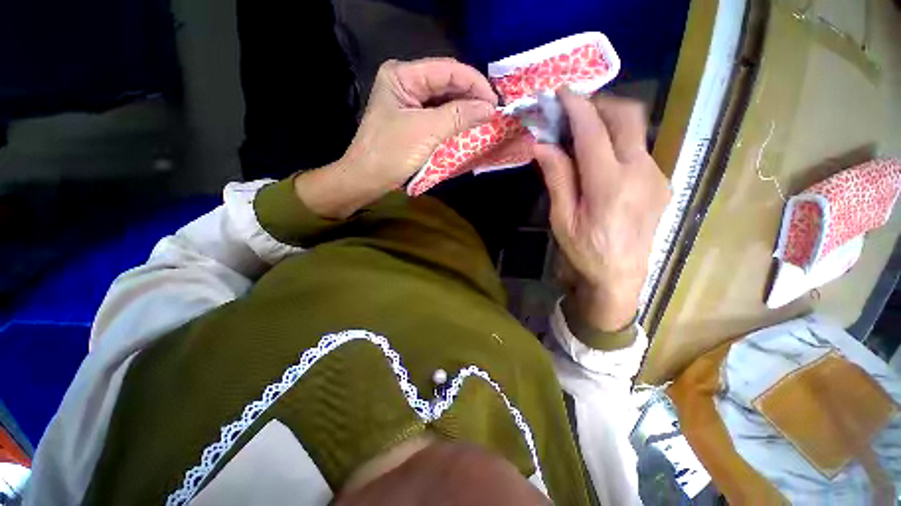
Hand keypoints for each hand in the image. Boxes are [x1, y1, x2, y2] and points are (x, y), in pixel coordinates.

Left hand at [295, 58, 497, 217]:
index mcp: (402, 75)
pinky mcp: (413, 120)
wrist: (367, 179)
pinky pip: (439, 114)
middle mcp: (406, 82)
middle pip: (446, 83)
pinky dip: (455, 120)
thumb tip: (491, 108)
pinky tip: (469, 124)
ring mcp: (410, 102)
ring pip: (445, 99)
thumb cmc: (391, 153)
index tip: (496, 101)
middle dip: (471, 96)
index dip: (474, 83)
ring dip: (465, 108)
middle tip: (494, 111)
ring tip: (486, 118)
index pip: (446, 70)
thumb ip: (459, 116)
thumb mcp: (426, 131)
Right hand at [534, 88, 669, 330]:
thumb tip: (542, 145)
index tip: (561, 93)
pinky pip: (639, 150)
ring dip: (609, 123)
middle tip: (574, 111)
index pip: (593, 131)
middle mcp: (640, 171)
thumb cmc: (586, 251)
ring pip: (636, 131)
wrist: (622, 277)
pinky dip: (618, 143)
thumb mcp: (562, 218)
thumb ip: (557, 178)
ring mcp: (656, 175)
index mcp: (609, 184)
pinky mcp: (660, 182)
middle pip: (627, 116)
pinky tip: (601, 161)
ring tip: (583, 135)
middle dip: (600, 104)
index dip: (576, 106)